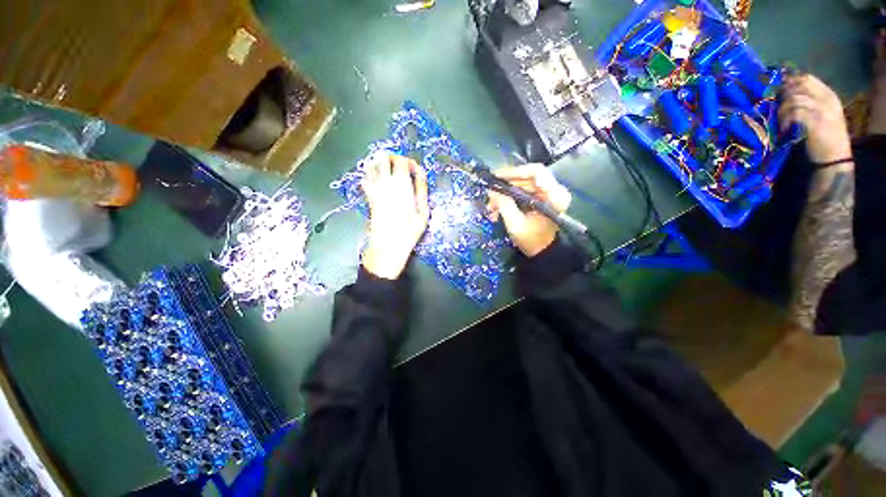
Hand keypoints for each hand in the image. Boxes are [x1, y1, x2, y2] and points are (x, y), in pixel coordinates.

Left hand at [361, 154, 429, 279]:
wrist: (387, 246)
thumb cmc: (409, 231)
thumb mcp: (423, 211)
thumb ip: (422, 189)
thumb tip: (421, 173)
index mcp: (401, 185)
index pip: (401, 160)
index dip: (409, 161)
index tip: (415, 171)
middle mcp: (384, 183)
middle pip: (383, 157)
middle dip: (393, 157)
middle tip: (401, 167)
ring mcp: (374, 189)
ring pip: (371, 165)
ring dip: (380, 163)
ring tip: (390, 171)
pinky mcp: (368, 197)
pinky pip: (365, 179)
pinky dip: (371, 174)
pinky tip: (378, 181)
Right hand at [486, 164, 571, 257]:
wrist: (542, 252)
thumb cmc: (532, 240)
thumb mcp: (515, 224)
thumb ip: (504, 204)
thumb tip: (492, 189)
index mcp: (554, 195)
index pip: (536, 172)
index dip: (515, 172)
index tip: (497, 177)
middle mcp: (553, 190)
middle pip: (526, 177)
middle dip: (505, 186)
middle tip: (489, 195)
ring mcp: (546, 194)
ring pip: (521, 185)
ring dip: (504, 194)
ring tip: (491, 208)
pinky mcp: (540, 198)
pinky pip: (522, 192)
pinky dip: (508, 199)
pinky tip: (497, 210)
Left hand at [779, 74, 851, 163]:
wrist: (834, 157)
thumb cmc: (825, 136)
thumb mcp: (820, 114)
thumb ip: (809, 101)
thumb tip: (786, 93)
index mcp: (829, 95)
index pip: (808, 78)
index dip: (791, 81)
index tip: (780, 88)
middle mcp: (827, 99)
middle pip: (800, 85)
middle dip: (785, 92)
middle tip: (777, 103)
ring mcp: (823, 110)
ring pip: (796, 99)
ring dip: (783, 108)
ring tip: (780, 120)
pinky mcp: (816, 122)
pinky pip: (796, 113)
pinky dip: (786, 120)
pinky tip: (783, 129)